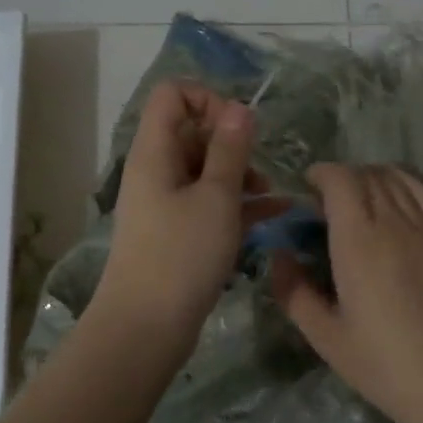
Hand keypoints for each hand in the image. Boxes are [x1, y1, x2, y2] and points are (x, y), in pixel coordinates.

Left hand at [93, 80, 256, 346]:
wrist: (146, 328)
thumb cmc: (182, 255)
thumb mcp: (216, 197)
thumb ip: (230, 149)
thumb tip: (239, 108)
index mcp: (155, 152)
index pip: (172, 95)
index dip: (208, 99)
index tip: (238, 129)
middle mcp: (156, 170)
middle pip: (193, 132)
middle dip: (232, 142)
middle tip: (259, 167)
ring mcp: (166, 202)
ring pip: (205, 169)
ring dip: (240, 174)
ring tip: (271, 195)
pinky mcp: (177, 232)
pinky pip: (209, 202)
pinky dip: (238, 203)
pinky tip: (277, 214)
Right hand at [271, 164, 422, 422]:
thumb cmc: (384, 364)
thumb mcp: (325, 337)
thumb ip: (294, 292)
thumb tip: (280, 257)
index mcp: (358, 241)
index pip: (340, 179)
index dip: (321, 174)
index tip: (307, 189)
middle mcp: (394, 221)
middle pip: (366, 174)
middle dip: (342, 179)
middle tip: (328, 204)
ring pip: (396, 178)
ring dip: (372, 179)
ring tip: (361, 201)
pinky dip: (404, 185)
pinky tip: (397, 204)